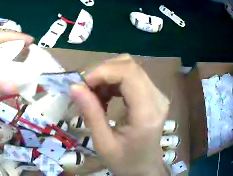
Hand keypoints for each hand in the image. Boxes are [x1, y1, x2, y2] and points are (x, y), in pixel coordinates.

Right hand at [71, 54, 169, 175]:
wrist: (144, 167)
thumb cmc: (124, 161)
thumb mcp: (103, 144)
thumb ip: (91, 115)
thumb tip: (74, 87)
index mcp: (146, 113)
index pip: (129, 74)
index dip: (103, 72)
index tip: (82, 84)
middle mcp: (157, 97)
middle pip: (130, 66)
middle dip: (104, 72)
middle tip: (86, 89)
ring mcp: (158, 93)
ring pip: (131, 68)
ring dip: (109, 76)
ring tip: (95, 95)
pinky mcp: (155, 94)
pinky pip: (134, 77)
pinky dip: (116, 81)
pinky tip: (107, 96)